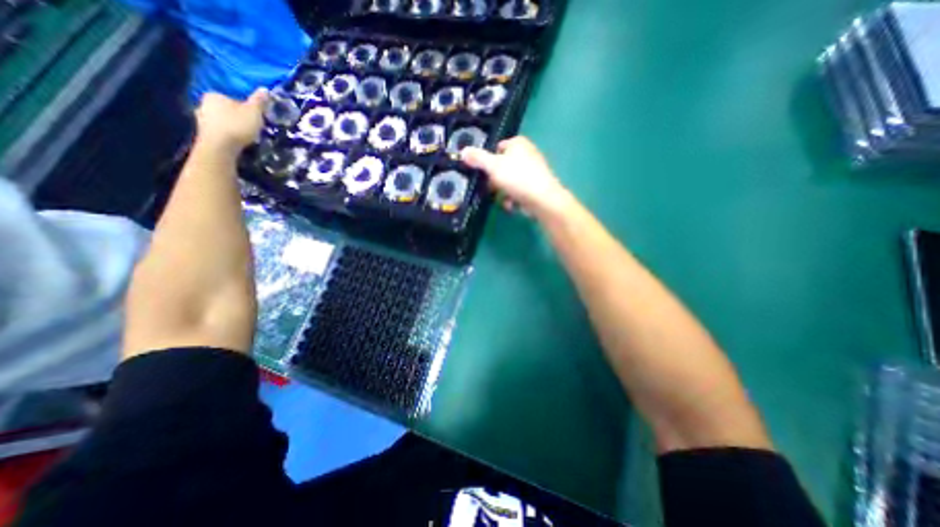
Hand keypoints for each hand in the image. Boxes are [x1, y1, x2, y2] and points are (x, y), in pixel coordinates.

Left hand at [193, 89, 266, 152]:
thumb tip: (264, 89)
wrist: (220, 146)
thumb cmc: (237, 125)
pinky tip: (235, 140)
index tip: (255, 118)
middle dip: (237, 116)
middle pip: (226, 109)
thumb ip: (259, 101)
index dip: (246, 108)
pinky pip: (218, 130)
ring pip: (221, 120)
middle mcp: (203, 103)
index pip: (233, 99)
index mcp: (215, 95)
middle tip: (251, 127)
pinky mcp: (203, 132)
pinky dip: (227, 134)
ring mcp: (200, 118)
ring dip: (231, 125)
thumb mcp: (254, 112)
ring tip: (244, 135)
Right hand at [457, 136, 573, 217]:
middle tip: (491, 188)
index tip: (482, 172)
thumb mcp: (493, 166)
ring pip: (510, 181)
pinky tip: (512, 205)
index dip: (488, 159)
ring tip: (503, 199)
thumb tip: (463, 151)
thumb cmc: (517, 178)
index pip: (498, 147)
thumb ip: (478, 158)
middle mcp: (527, 154)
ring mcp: (533, 171)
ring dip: (503, 192)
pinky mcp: (536, 186)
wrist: (543, 200)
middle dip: (495, 180)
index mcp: (518, 143)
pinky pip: (519, 190)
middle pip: (503, 166)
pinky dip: (513, 198)